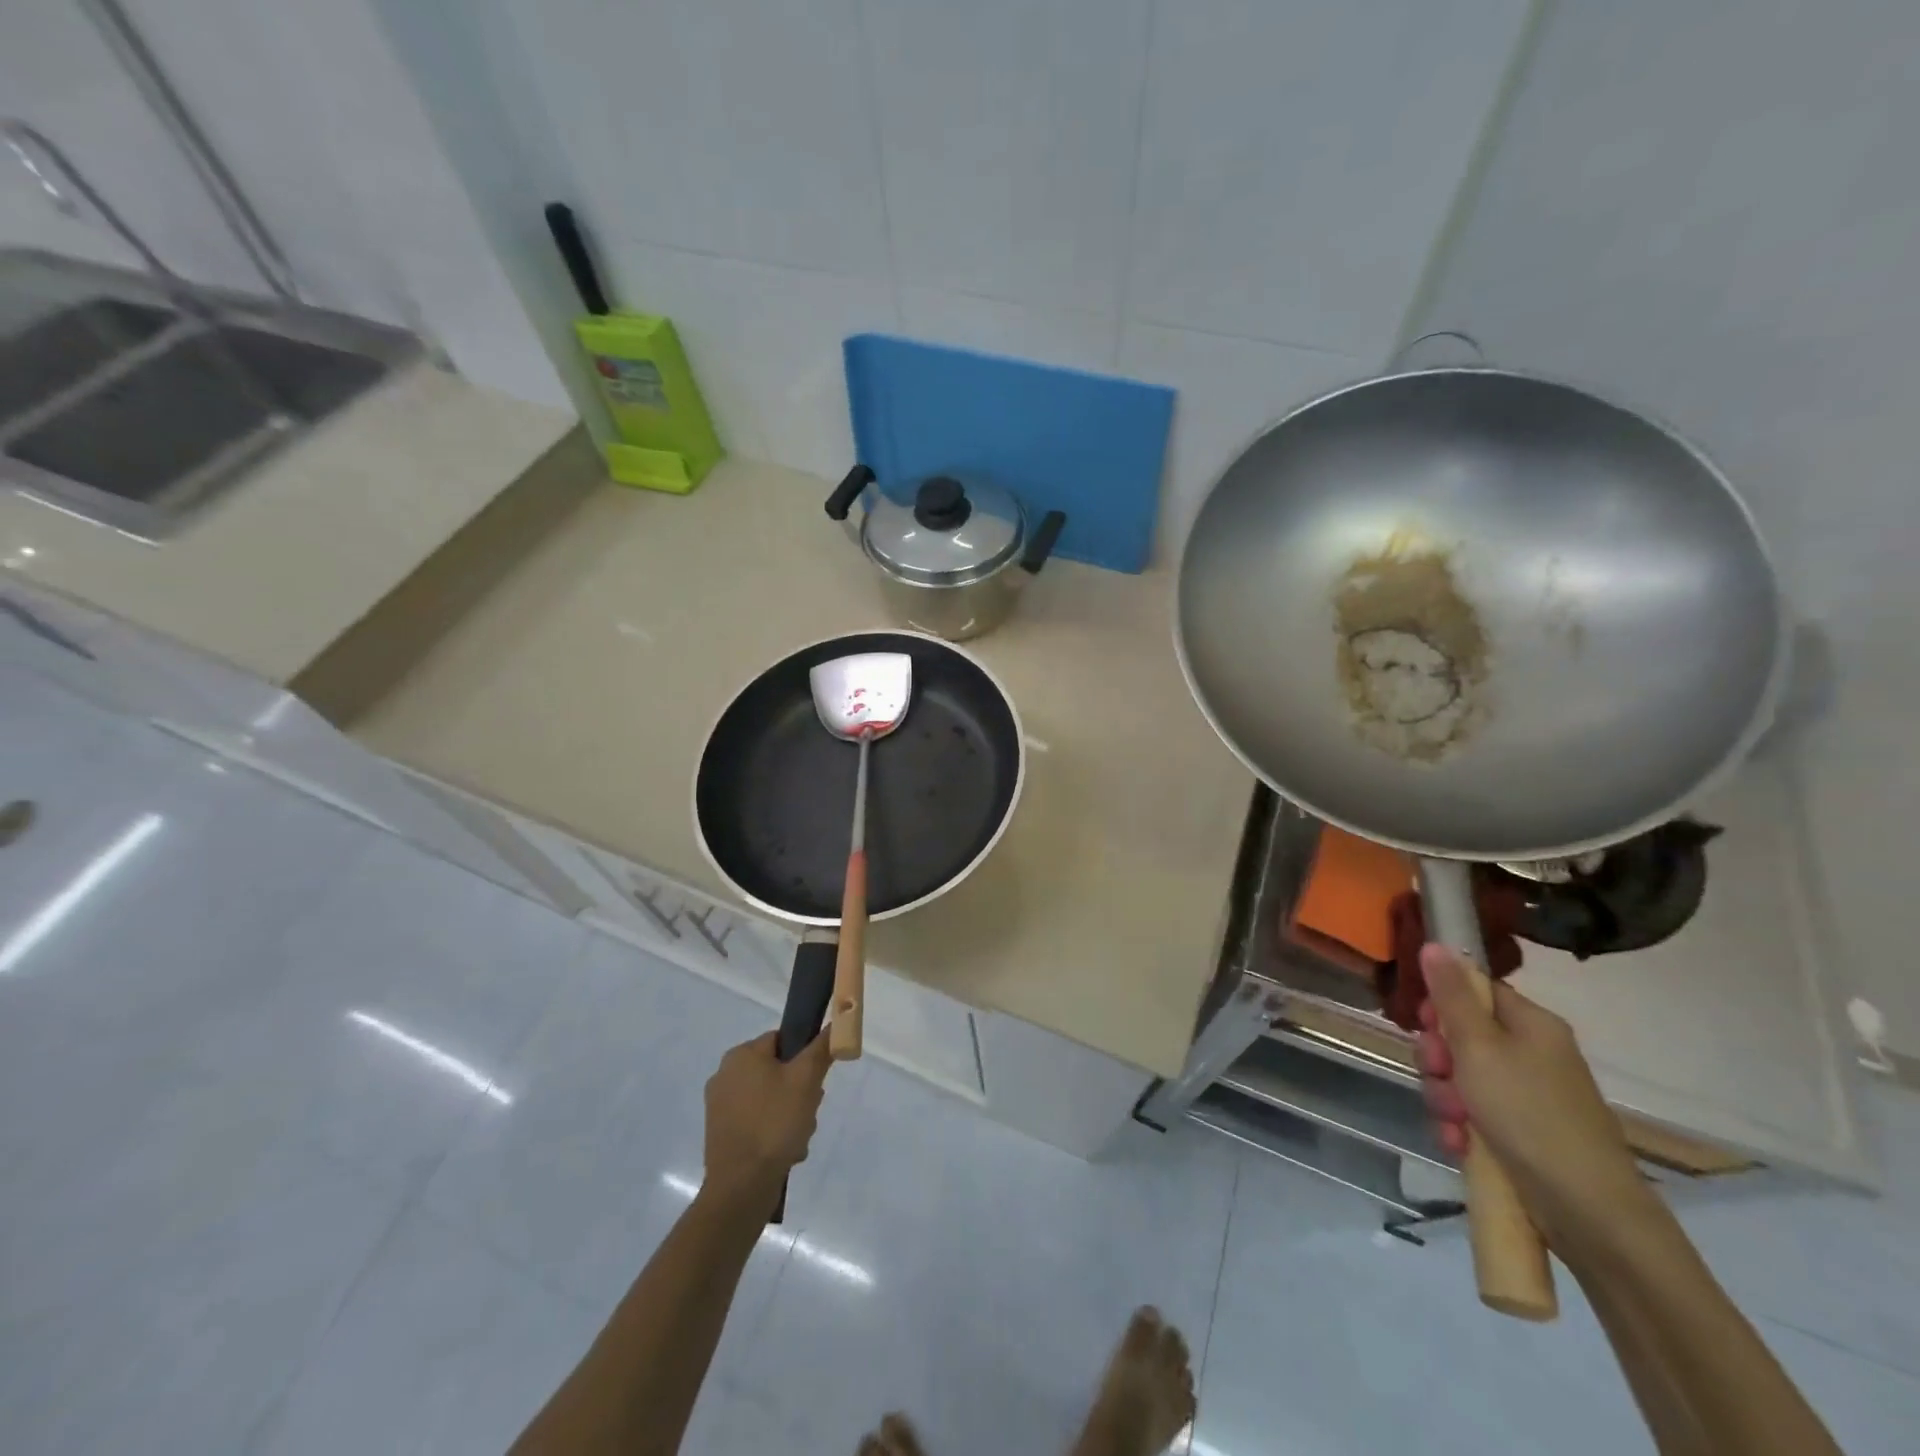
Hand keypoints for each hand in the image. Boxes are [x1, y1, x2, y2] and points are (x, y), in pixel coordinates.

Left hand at [702, 1030, 831, 1200]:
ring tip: (799, 1137)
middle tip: (810, 1111)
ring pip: (771, 1099)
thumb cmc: (774, 1123)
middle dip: (800, 1092)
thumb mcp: (806, 1080)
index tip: (816, 1081)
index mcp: (741, 1055)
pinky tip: (786, 1151)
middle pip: (778, 1071)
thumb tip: (835, 1023)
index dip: (805, 1058)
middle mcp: (725, 1075)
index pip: (783, 1040)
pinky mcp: (722, 1134)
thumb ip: (821, 1048)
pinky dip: (774, 1133)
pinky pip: (758, 1122)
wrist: (741, 1187)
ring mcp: (721, 1107)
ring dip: (791, 1115)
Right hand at [1416, 944, 1651, 1255]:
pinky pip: (1473, 1114)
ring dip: (1445, 1097)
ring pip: (1461, 1078)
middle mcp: (1531, 1053)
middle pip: (1461, 1036)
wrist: (1587, 1209)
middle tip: (1441, 1076)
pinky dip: (1460, 1127)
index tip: (1426, 1026)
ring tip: (1455, 1122)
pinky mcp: (1521, 1132)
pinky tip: (1460, 1144)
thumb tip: (1436, 943)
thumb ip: (1451, 996)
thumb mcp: (1478, 1047)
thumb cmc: (1529, 1113)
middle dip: (1439, 1060)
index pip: (1475, 991)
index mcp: (1530, 1024)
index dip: (1443, 1005)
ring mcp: (1527, 1095)